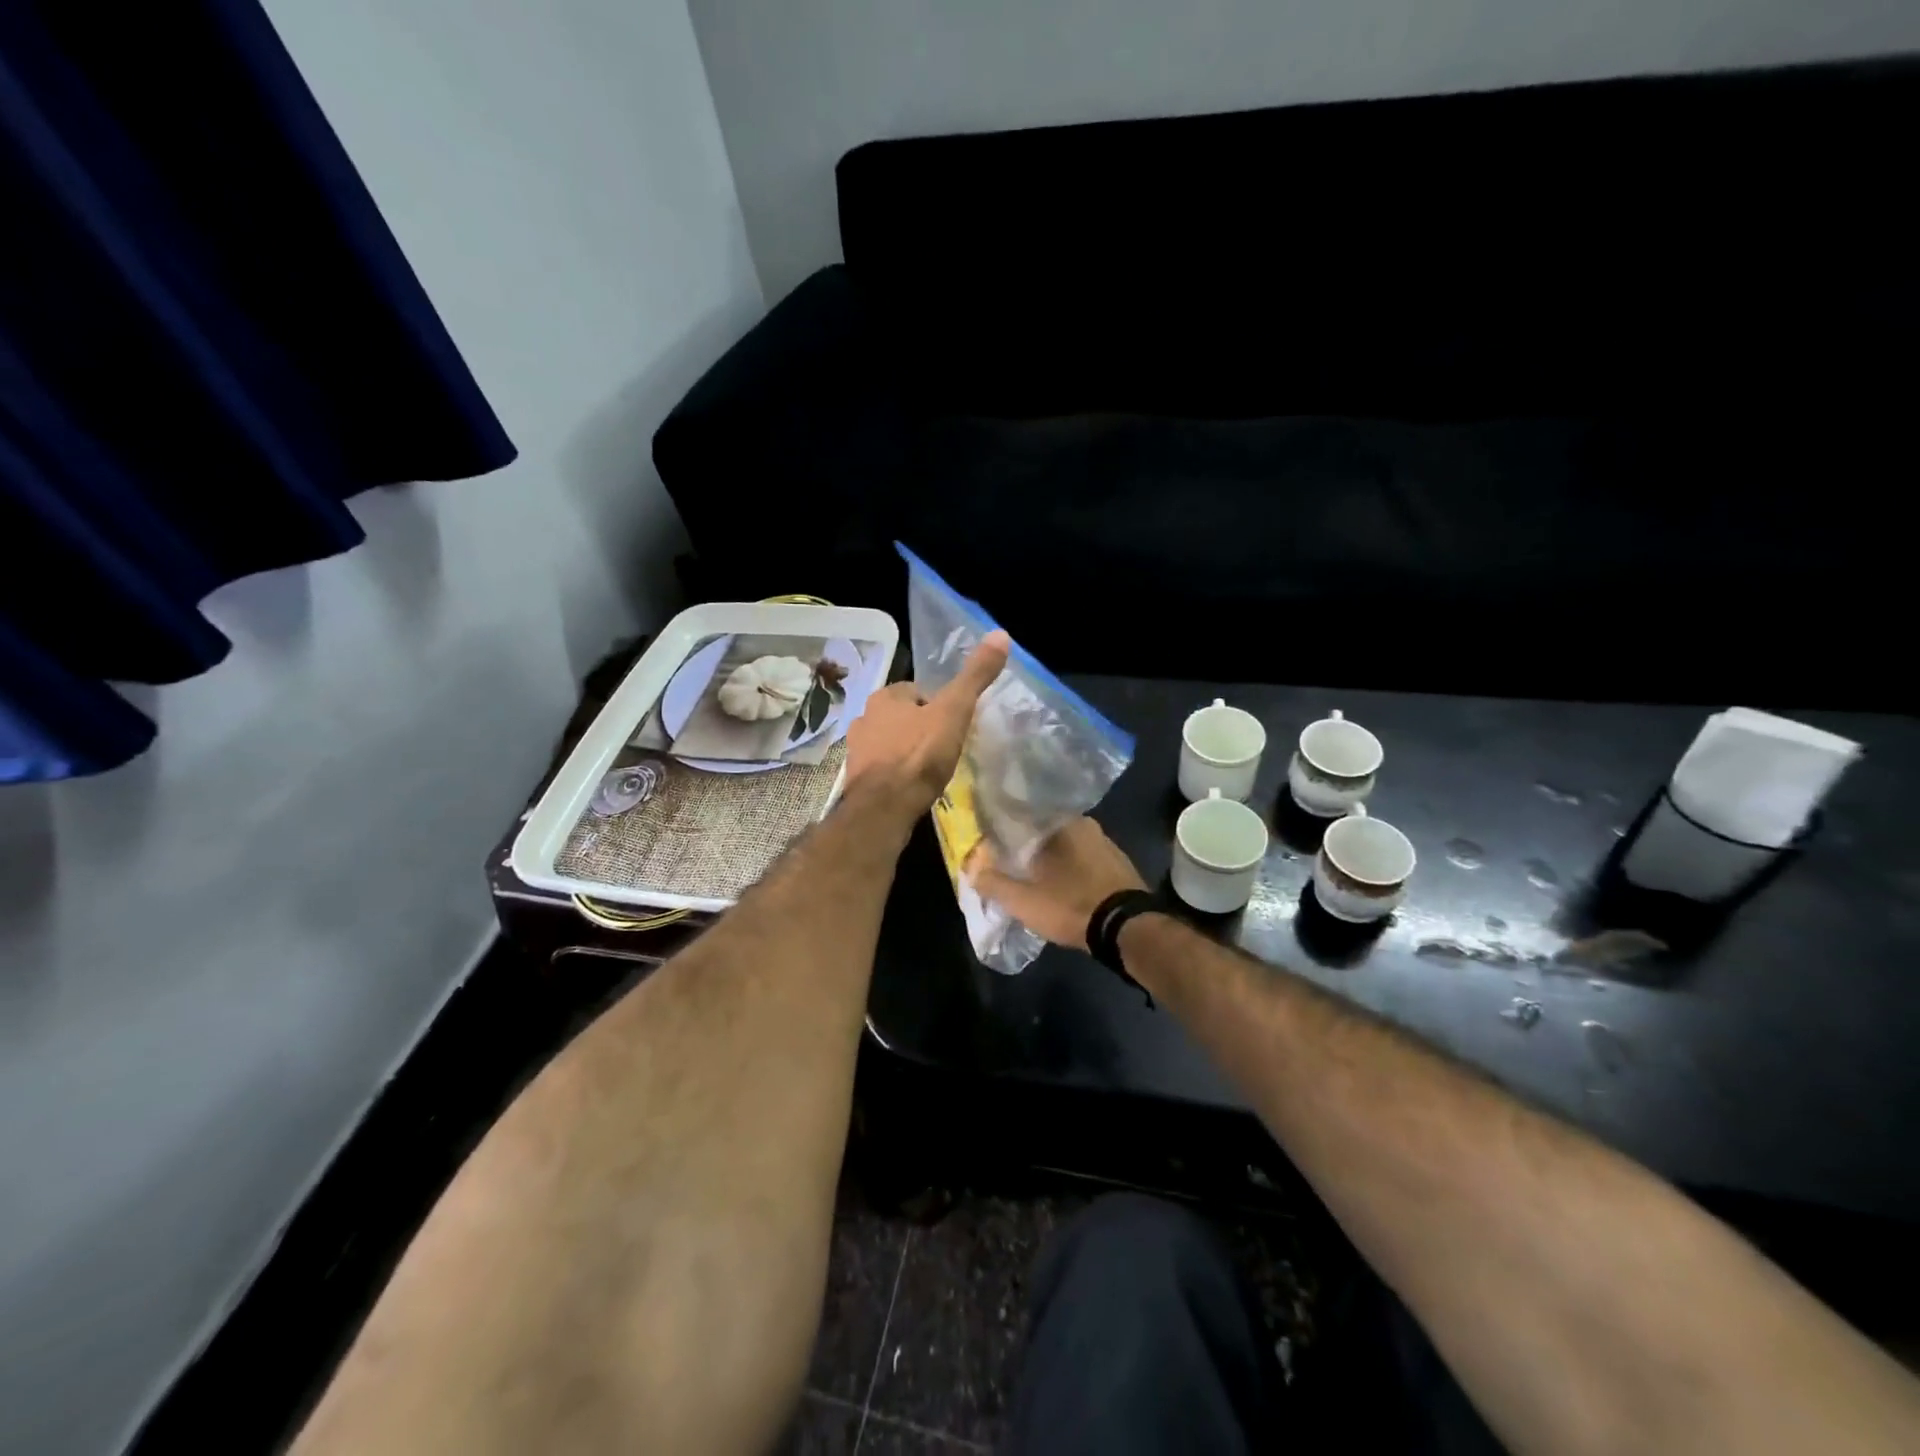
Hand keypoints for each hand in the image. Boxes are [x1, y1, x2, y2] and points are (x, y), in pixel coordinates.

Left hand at [845, 632, 1010, 819]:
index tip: (954, 723)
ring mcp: (858, 749)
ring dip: (908, 750)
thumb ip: (975, 677)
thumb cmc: (919, 755)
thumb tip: (1001, 634)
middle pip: (903, 716)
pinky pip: (883, 767)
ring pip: (891, 741)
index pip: (917, 691)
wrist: (885, 807)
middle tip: (946, 746)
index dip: (938, 705)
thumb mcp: (954, 711)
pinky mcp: (857, 778)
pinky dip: (897, 772)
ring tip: (931, 768)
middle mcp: (865, 717)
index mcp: (886, 696)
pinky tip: (913, 786)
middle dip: (921, 727)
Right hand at [969, 817, 1145, 950]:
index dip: (1004, 827)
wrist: (1128, 930)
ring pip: (1066, 844)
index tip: (991, 839)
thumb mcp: (1023, 900)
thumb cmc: (1071, 906)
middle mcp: (1086, 824)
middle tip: (1009, 858)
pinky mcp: (1119, 865)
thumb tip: (970, 867)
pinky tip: (1061, 883)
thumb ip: (993, 883)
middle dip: (1027, 842)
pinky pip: (1084, 858)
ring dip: (1050, 856)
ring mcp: (1106, 844)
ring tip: (1032, 872)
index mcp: (1061, 823)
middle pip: (1045, 829)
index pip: (1024, 814)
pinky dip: (1069, 867)